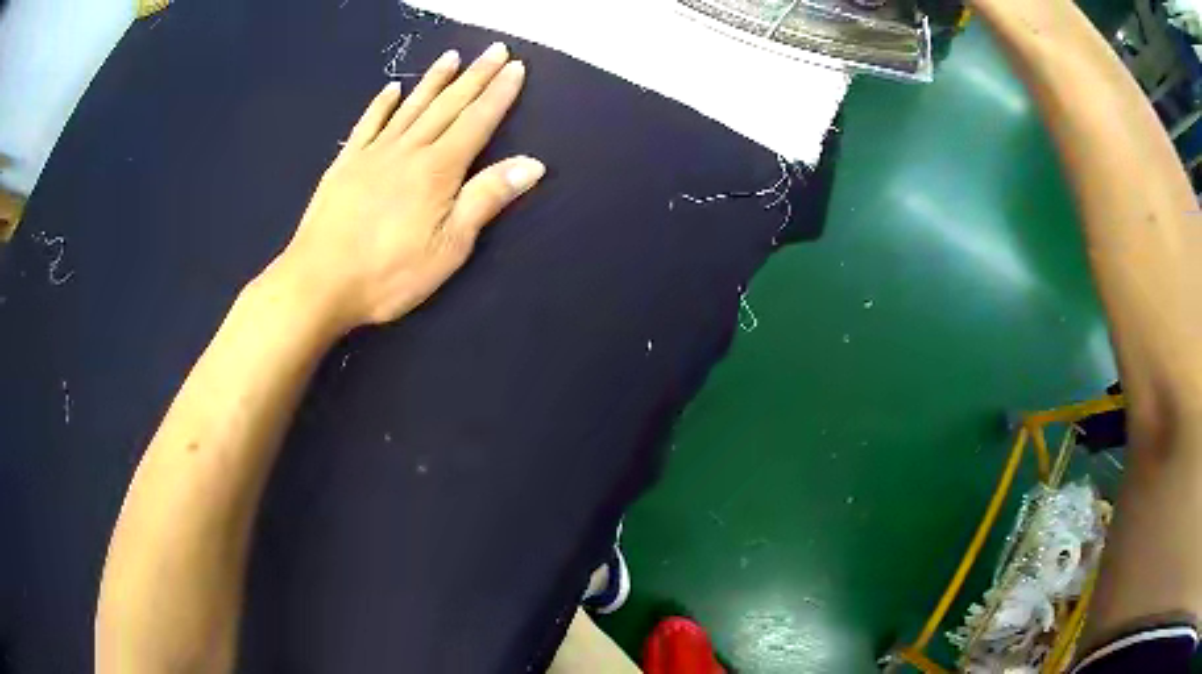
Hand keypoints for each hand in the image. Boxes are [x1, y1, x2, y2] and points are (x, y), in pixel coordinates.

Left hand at [269, 42, 543, 332]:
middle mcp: (409, 150)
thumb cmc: (389, 274)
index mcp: (438, 169)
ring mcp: (373, 153)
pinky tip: (393, 89)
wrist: (319, 282)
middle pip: (448, 105)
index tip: (516, 67)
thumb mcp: (449, 246)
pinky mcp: (345, 164)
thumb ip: (486, 199)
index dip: (499, 93)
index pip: (477, 121)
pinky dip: (382, 104)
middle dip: (475, 76)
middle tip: (495, 49)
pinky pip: (368, 124)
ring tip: (452, 56)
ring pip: (411, 106)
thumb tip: (532, 164)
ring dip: (434, 80)